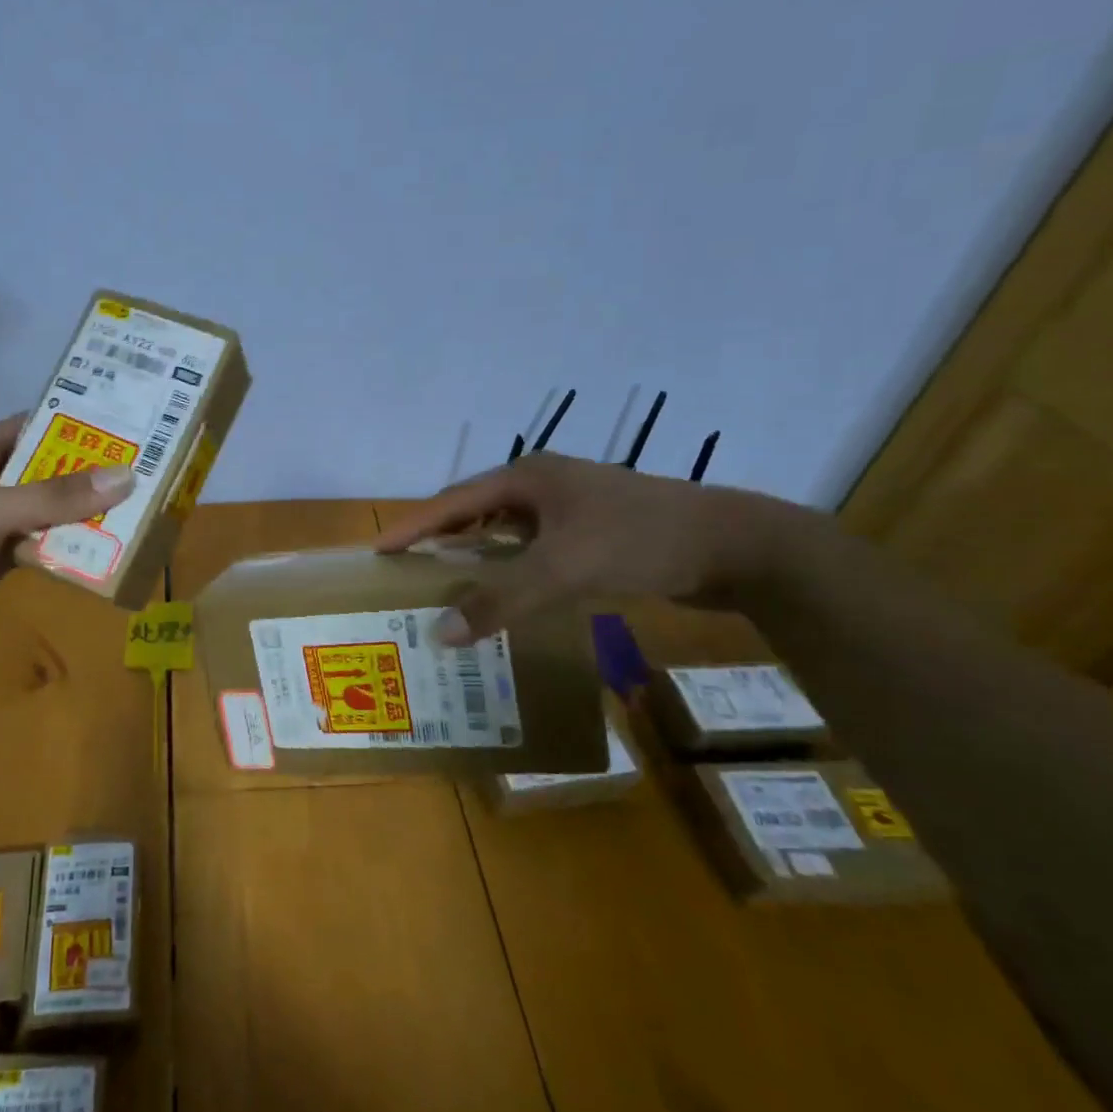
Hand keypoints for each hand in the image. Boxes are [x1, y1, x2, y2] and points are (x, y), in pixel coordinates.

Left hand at [0, 414, 133, 657]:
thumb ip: (58, 496)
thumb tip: (127, 476)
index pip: (32, 426)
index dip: (73, 424)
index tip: (122, 427)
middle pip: (45, 468)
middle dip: (86, 471)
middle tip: (140, 470)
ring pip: (46, 507)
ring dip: (80, 511)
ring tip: (133, 507)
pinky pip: (41, 540)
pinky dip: (66, 543)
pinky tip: (102, 547)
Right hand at [373, 453, 800, 643]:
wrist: (737, 545)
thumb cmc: (639, 540)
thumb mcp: (564, 568)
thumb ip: (502, 599)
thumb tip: (441, 634)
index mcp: (526, 478)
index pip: (451, 502)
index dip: (412, 527)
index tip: (375, 550)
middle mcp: (541, 486)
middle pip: (474, 513)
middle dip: (438, 542)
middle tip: (403, 574)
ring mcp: (569, 509)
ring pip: (504, 534)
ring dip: (475, 559)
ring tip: (442, 589)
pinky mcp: (591, 534)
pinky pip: (533, 551)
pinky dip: (510, 571)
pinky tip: (503, 596)